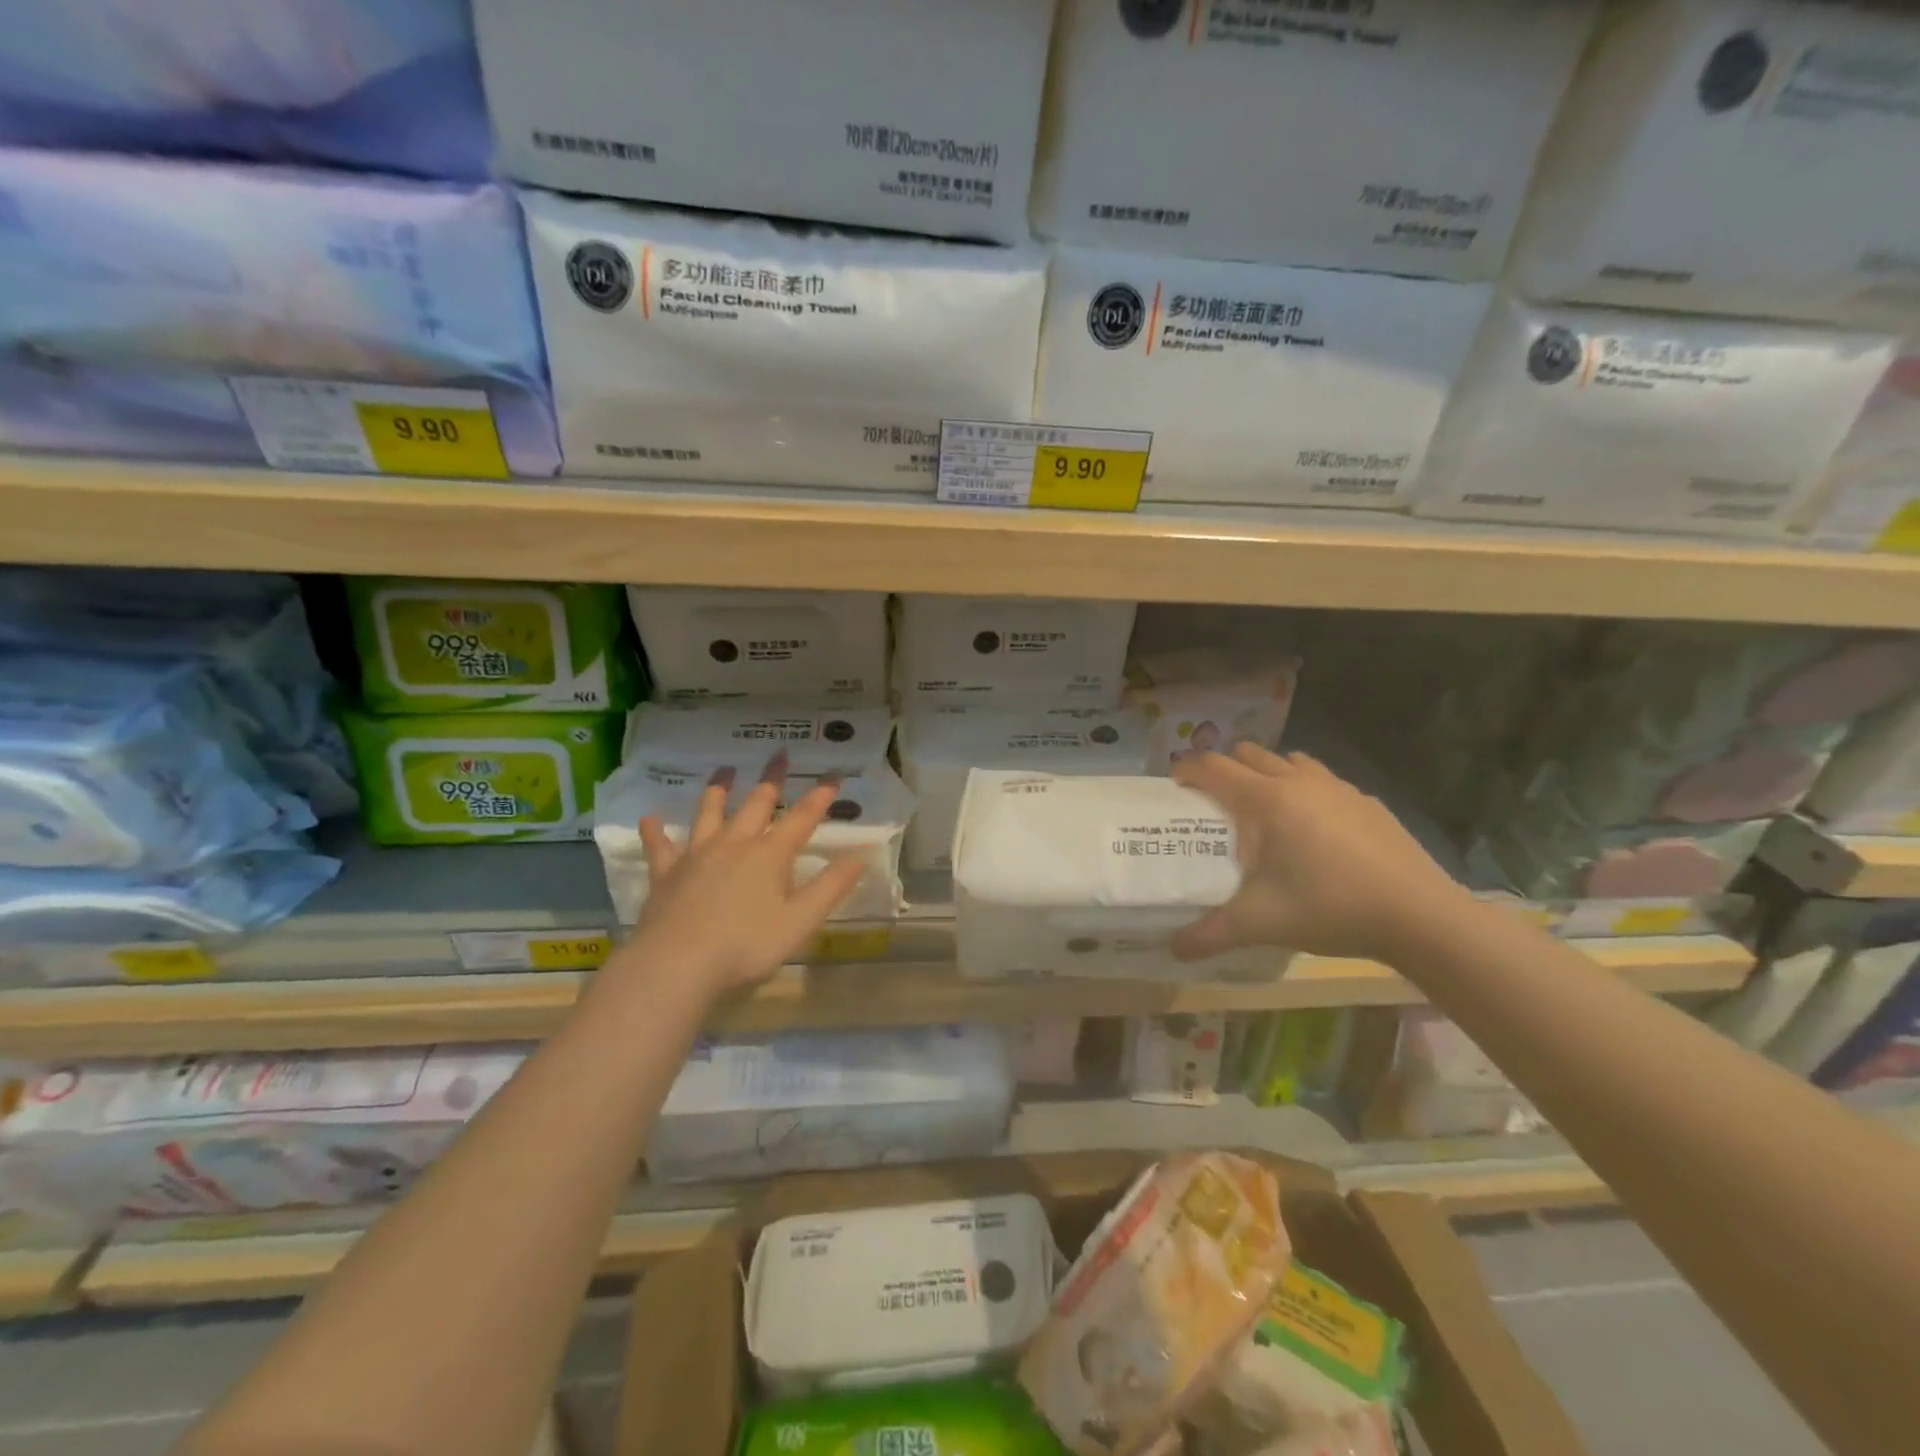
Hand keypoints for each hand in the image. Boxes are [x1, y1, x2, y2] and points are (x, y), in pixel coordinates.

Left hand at [625, 762, 867, 1000]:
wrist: (676, 965)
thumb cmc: (746, 946)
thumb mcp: (801, 920)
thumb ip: (832, 886)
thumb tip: (860, 854)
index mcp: (769, 855)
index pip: (802, 818)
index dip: (821, 796)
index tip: (834, 774)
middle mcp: (734, 845)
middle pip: (756, 804)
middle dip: (772, 779)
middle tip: (779, 754)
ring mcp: (697, 857)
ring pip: (709, 814)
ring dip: (718, 790)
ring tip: (724, 770)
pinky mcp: (666, 875)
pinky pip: (660, 847)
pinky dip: (656, 832)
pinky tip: (650, 819)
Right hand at [1170, 744, 1469, 962]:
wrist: (1420, 916)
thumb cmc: (1329, 907)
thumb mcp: (1260, 923)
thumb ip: (1210, 933)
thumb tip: (1174, 950)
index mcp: (1266, 800)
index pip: (1214, 767)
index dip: (1188, 769)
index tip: (1175, 783)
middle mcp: (1299, 782)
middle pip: (1250, 754)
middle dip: (1227, 769)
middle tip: (1217, 801)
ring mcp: (1338, 788)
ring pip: (1290, 762)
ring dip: (1269, 774)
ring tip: (1265, 810)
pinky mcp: (1368, 802)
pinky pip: (1325, 782)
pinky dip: (1307, 792)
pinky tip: (1316, 831)